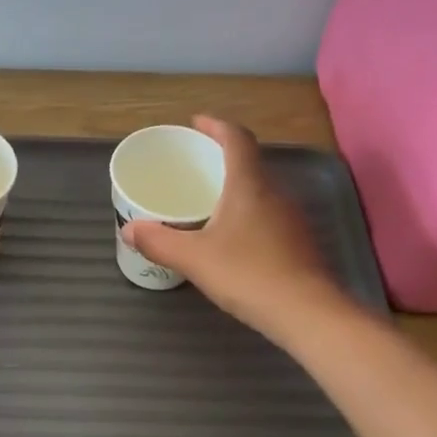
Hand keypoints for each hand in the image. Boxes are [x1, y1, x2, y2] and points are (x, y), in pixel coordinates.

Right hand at [122, 116, 351, 339]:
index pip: (237, 139)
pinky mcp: (297, 243)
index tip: (195, 123)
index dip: (216, 126)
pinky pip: (266, 215)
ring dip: (233, 188)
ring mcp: (291, 218)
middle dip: (220, 158)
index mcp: (249, 185)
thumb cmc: (249, 274)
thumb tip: (128, 230)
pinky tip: (229, 238)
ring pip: (259, 191)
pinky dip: (245, 214)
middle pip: (248, 163)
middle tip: (192, 165)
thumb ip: (159, 242)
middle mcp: (274, 193)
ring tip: (205, 201)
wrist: (308, 313)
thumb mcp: (194, 258)